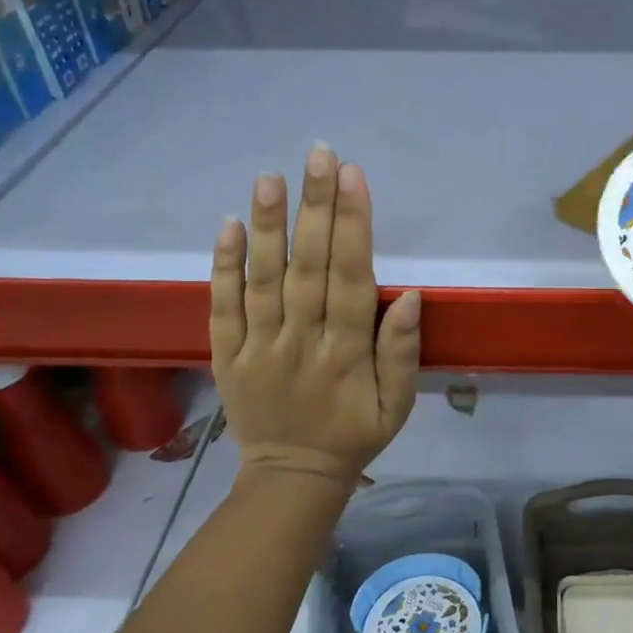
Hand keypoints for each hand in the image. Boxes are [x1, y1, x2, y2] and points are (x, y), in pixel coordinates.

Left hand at [209, 145, 420, 491]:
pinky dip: (223, 267)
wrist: (290, 478)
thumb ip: (402, 354)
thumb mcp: (396, 407)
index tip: (354, 177)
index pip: (352, 277)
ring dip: (268, 226)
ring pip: (263, 279)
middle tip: (319, 155)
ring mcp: (258, 347)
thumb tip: (411, 297)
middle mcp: (301, 341)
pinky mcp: (226, 355)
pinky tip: (229, 225)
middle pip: (308, 267)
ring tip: (271, 177)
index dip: (354, 226)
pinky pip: (222, 307)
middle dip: (316, 207)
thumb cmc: (353, 436)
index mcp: (346, 353)